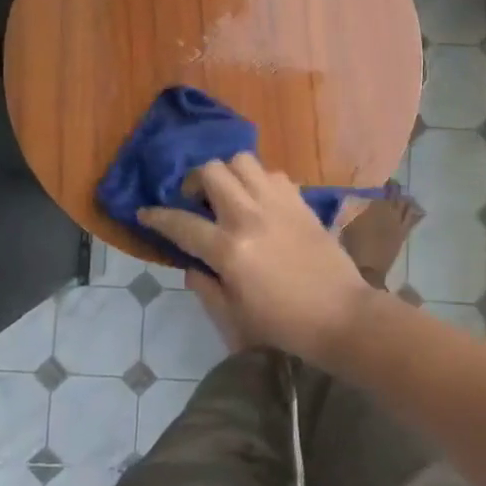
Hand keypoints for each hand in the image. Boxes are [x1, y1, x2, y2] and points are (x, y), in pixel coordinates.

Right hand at [139, 155, 376, 365]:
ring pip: (242, 161)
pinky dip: (258, 181)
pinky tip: (259, 202)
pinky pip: (272, 173)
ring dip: (228, 174)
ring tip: (229, 195)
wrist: (341, 315)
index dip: (157, 217)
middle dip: (195, 181)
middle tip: (196, 202)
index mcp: (230, 250)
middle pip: (212, 172)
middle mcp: (250, 216)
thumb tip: (191, 264)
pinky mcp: (301, 201)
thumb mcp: (233, 317)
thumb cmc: (283, 324)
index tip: (145, 213)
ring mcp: (278, 203)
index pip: (182, 224)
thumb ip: (205, 287)